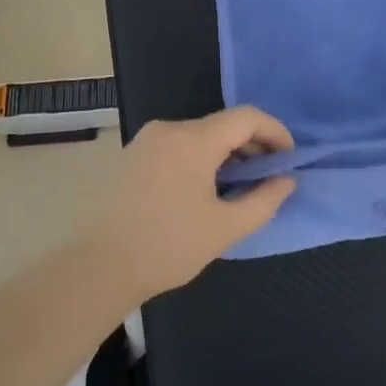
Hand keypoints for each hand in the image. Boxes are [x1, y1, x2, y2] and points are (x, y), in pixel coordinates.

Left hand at [87, 107, 295, 299]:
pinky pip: (178, 147)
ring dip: (226, 155)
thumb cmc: (167, 246)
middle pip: (222, 124)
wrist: (97, 268)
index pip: (247, 117)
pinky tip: (205, 191)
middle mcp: (168, 129)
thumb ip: (264, 200)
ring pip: (200, 136)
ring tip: (239, 188)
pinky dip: (201, 160)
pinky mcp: (131, 156)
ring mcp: (146, 141)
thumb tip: (286, 181)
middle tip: (269, 178)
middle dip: (252, 146)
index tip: (289, 160)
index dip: (275, 132)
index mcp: (193, 140)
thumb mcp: (226, 227)